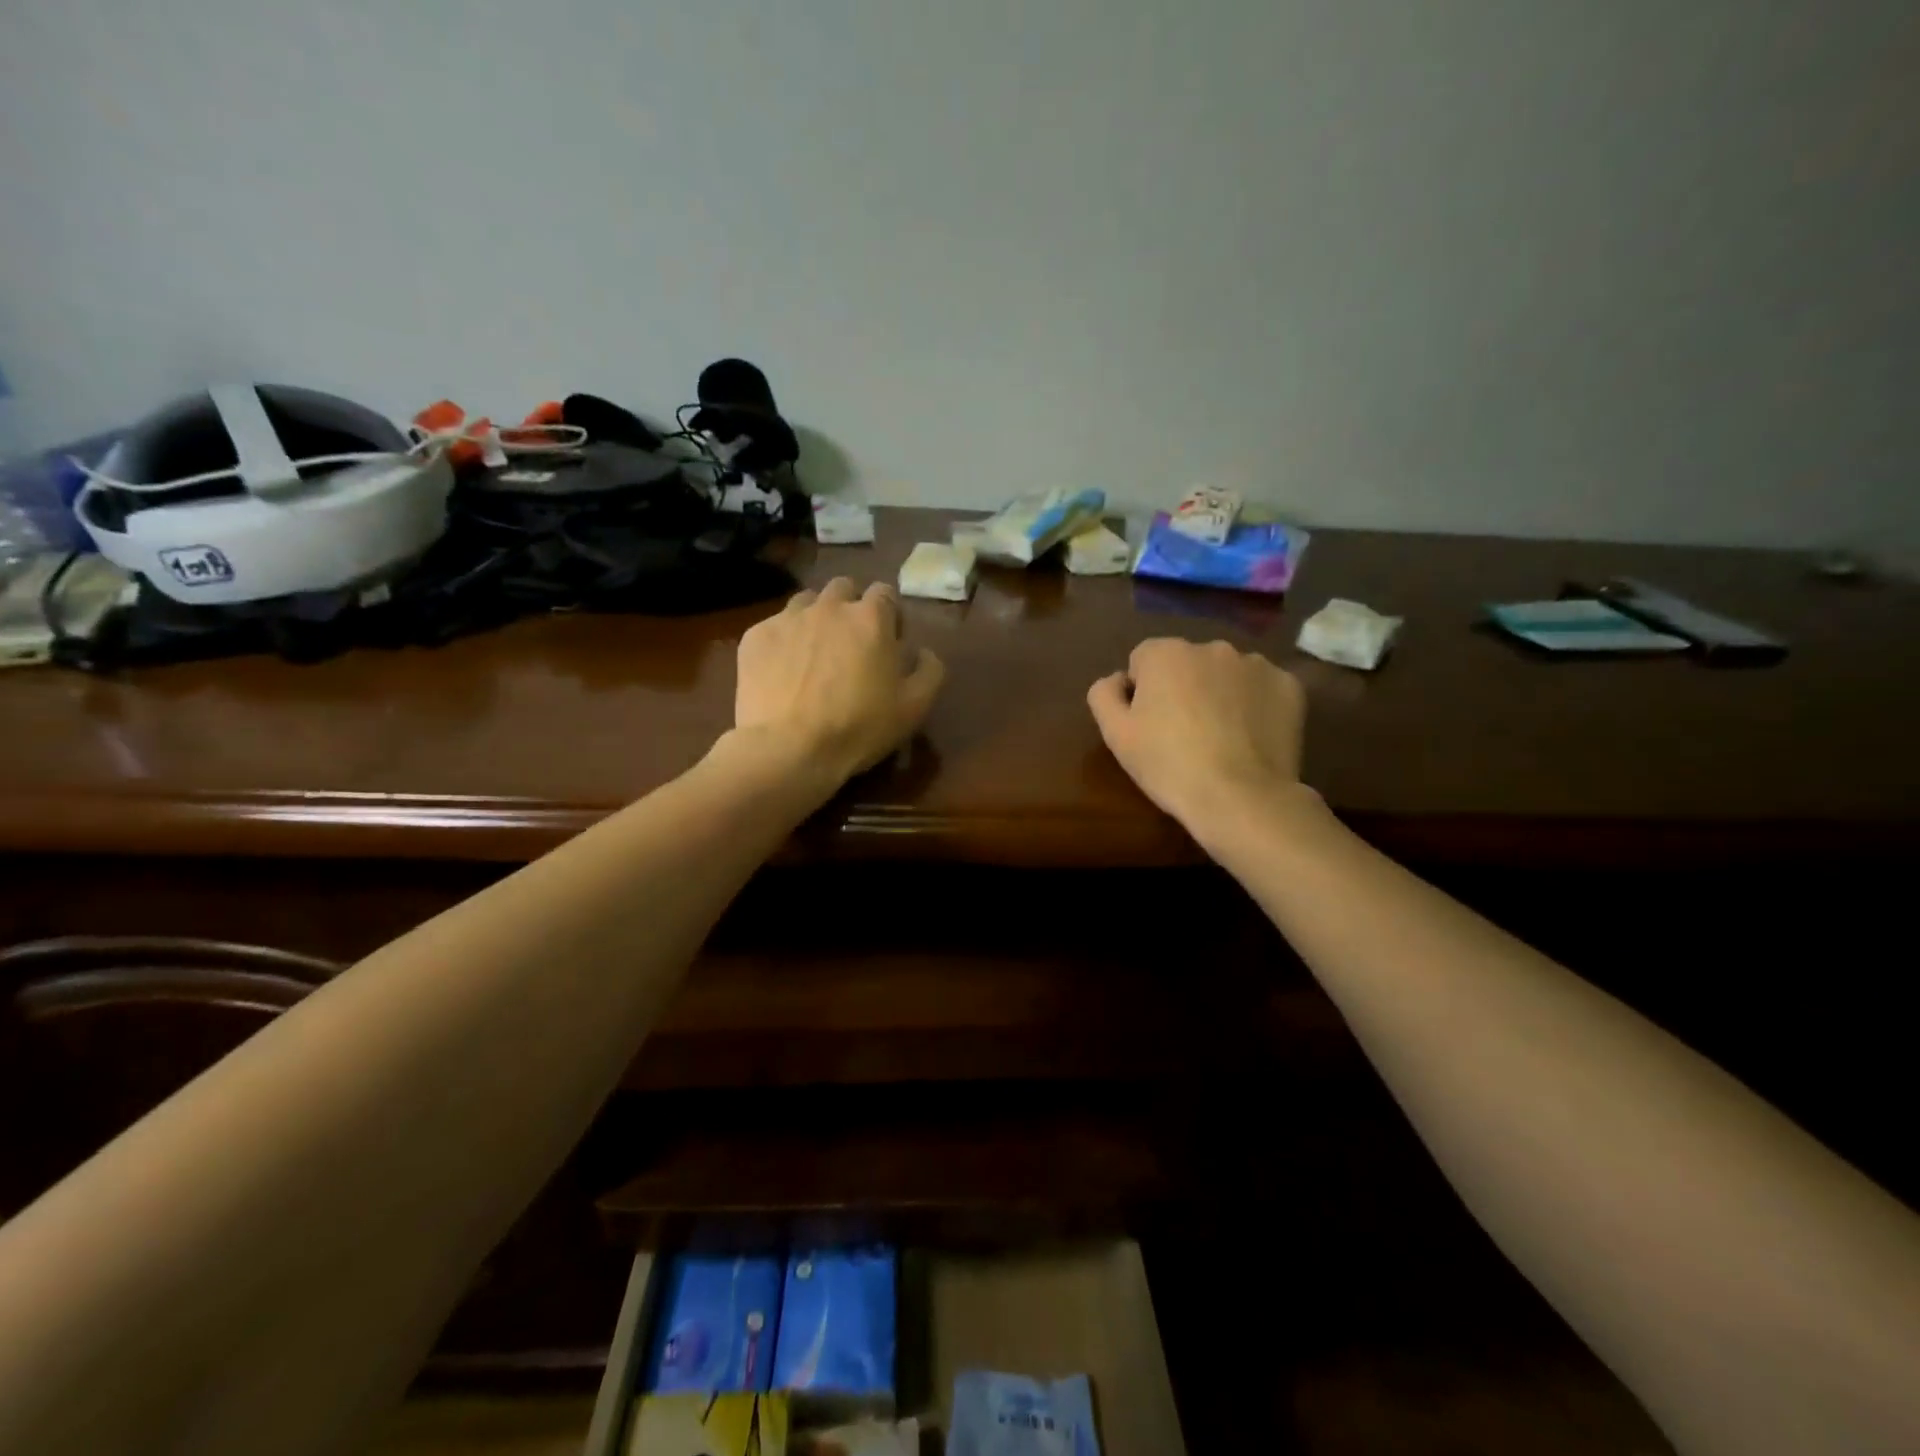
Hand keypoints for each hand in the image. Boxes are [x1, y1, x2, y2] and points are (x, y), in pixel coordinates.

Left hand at [733, 577, 945, 787]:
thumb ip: (930, 671)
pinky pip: (774, 627)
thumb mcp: (914, 707)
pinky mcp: (755, 636)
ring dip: (816, 618)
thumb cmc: (860, 727)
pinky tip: (783, 672)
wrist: (789, 749)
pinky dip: (783, 642)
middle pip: (843, 589)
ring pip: (806, 602)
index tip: (889, 641)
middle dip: (850, 608)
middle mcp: (829, 606)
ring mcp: (788, 618)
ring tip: (815, 653)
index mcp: (871, 618)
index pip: (885, 593)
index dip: (889, 614)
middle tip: (851, 644)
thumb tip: (924, 651)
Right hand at [1088, 638, 1307, 833]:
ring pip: (1226, 675)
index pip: (1142, 661)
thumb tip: (1118, 680)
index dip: (1142, 693)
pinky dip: (1254, 706)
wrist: (1240, 798)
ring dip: (1219, 694)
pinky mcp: (1289, 686)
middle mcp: (1211, 646)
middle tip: (1183, 734)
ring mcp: (1256, 664)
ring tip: (1220, 738)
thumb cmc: (1168, 765)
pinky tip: (1249, 738)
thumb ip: (1104, 694)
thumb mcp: (1116, 734)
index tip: (1149, 726)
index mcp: (1165, 653)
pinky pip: (1262, 690)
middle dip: (1182, 688)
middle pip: (1187, 664)